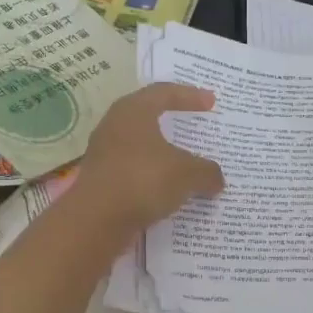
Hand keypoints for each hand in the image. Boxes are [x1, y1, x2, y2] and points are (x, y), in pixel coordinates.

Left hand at [74, 83, 225, 235]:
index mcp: (133, 111)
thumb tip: (216, 179)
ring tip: (185, 163)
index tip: (211, 102)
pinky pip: (134, 172)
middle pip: (148, 117)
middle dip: (172, 122)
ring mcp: (104, 155)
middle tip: (194, 126)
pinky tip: (168, 191)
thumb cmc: (143, 180)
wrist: (96, 220)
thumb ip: (206, 171)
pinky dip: (153, 177)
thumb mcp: (187, 174)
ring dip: (163, 154)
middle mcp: (114, 127)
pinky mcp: (101, 181)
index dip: (190, 95)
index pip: (164, 92)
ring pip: (140, 147)